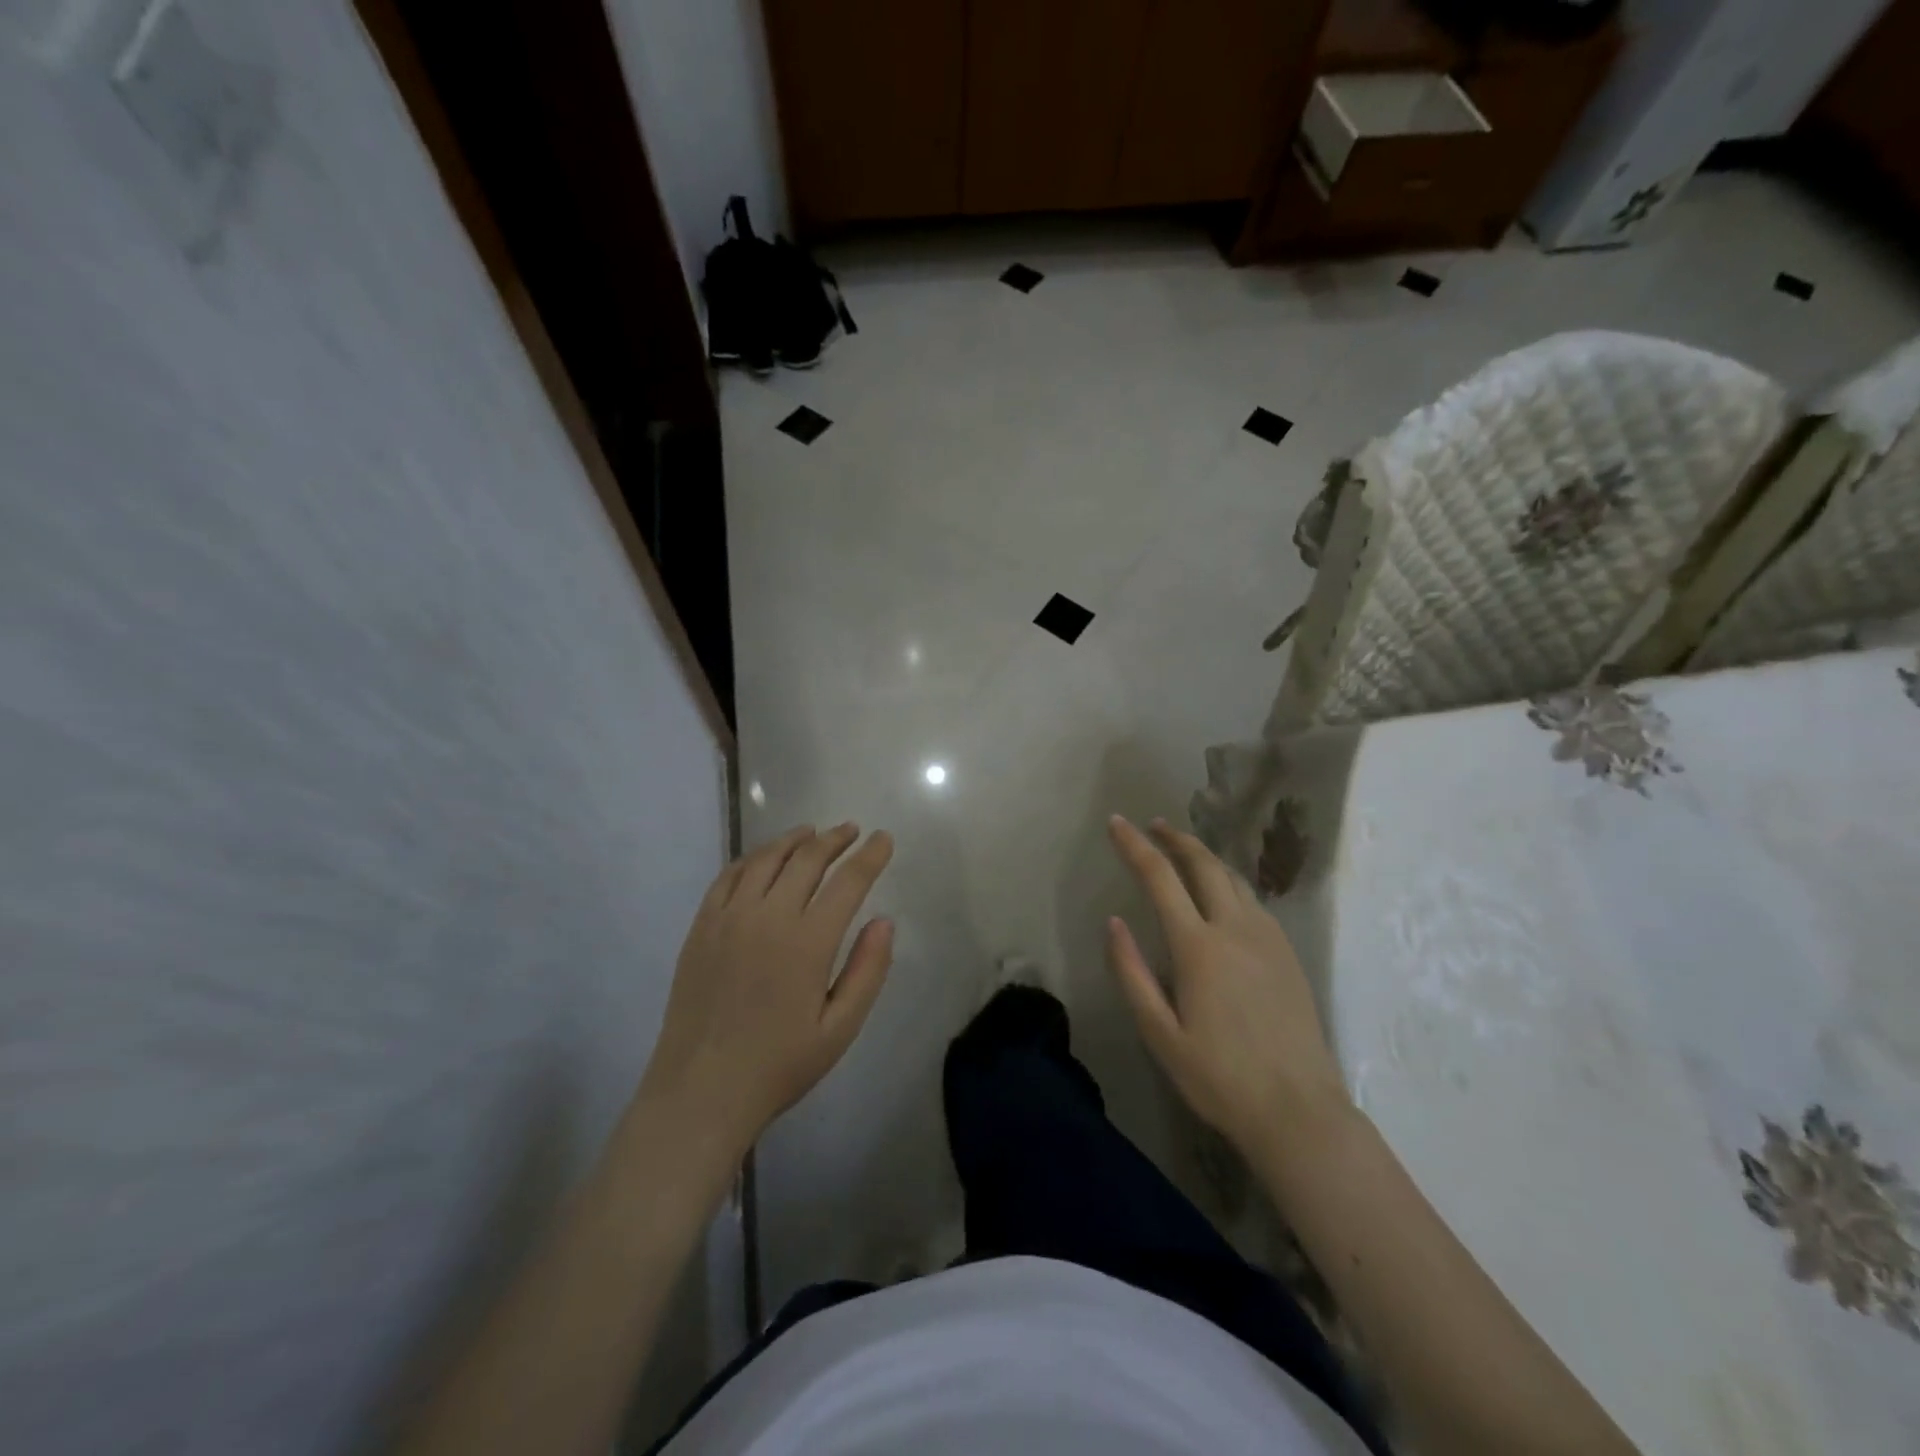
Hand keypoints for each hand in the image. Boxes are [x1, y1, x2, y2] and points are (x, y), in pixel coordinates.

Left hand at [638, 824, 894, 1161]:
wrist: (700, 1092)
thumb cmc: (779, 1065)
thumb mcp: (840, 1029)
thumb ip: (867, 971)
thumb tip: (884, 921)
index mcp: (808, 942)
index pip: (848, 882)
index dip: (870, 856)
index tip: (883, 839)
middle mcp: (768, 917)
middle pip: (807, 859)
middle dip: (835, 839)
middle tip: (852, 830)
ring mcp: (729, 918)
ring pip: (766, 859)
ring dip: (794, 839)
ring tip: (812, 832)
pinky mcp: (702, 926)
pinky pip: (729, 875)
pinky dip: (752, 858)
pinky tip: (764, 858)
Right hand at [1105, 816, 1349, 1156]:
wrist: (1299, 1112)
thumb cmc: (1219, 1078)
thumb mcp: (1160, 1034)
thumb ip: (1133, 974)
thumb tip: (1114, 923)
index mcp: (1199, 948)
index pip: (1161, 879)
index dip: (1136, 846)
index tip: (1117, 823)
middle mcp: (1236, 929)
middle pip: (1205, 865)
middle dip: (1176, 838)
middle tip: (1153, 825)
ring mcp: (1268, 939)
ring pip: (1233, 878)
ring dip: (1204, 856)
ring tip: (1182, 849)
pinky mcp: (1288, 954)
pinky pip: (1253, 901)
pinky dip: (1228, 882)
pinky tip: (1221, 893)